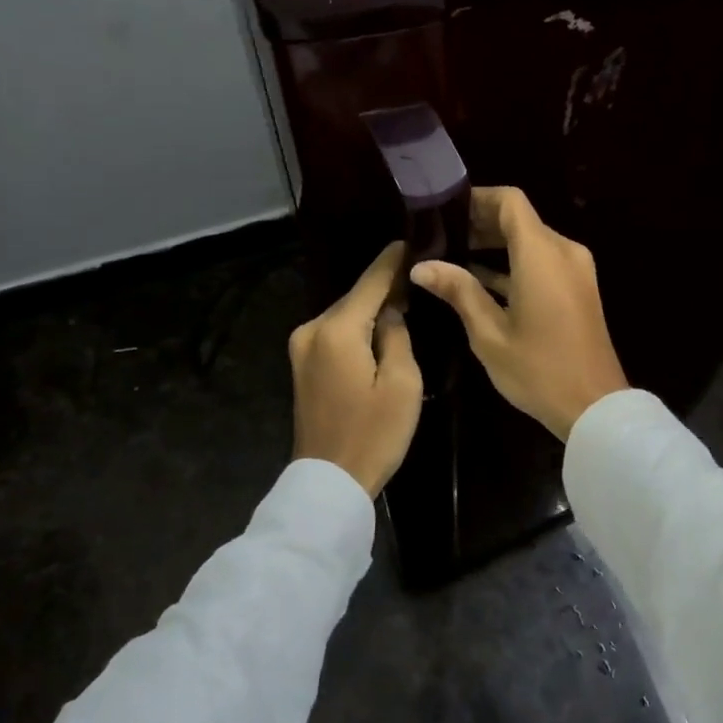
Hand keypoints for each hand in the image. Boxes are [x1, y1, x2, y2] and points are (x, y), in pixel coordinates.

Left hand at [290, 242, 423, 496]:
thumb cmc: (373, 434)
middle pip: (356, 297)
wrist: (328, 482)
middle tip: (420, 276)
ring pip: (346, 315)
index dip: (393, 261)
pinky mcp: (302, 364)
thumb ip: (397, 335)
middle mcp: (312, 329)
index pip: (371, 282)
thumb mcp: (402, 383)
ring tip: (407, 301)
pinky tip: (380, 329)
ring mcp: (302, 347)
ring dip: (372, 309)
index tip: (412, 240)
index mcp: (337, 330)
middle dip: (385, 286)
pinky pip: (336, 333)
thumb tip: (391, 311)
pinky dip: (358, 327)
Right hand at [410, 187, 628, 440]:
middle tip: (440, 237)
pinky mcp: (579, 288)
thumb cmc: (539, 369)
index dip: (477, 198)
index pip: (510, 201)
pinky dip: (515, 264)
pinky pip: (543, 261)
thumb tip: (421, 266)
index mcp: (541, 254)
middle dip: (480, 223)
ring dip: (496, 245)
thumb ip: (458, 291)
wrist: (596, 407)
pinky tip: (481, 281)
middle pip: (519, 219)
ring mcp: (576, 269)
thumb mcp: (489, 333)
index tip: (444, 210)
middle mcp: (563, 251)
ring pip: (531, 241)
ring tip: (453, 258)